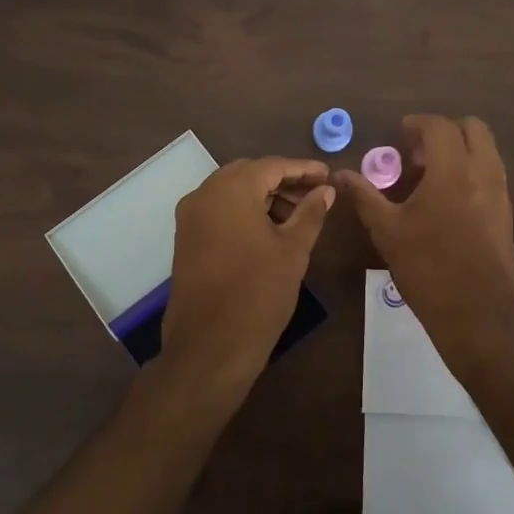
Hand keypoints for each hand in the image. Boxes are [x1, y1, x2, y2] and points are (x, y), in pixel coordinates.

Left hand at [160, 157, 334, 407]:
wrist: (209, 347)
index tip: (328, 175)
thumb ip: (310, 213)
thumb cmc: (257, 294)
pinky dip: (245, 212)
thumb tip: (325, 190)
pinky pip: (219, 211)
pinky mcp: (186, 239)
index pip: (272, 166)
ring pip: (232, 192)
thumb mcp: (293, 250)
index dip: (303, 169)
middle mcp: (204, 194)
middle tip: (315, 194)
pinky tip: (270, 230)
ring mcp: (190, 217)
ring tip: (298, 216)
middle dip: (283, 180)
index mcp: (230, 190)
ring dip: (264, 196)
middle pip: (249, 174)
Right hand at [335, 115, 513, 352]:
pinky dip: (471, 171)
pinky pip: (492, 174)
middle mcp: (483, 174)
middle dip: (445, 131)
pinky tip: (447, 201)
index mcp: (452, 172)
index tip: (400, 135)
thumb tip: (341, 174)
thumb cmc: (428, 270)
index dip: (417, 124)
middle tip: (418, 154)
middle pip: (474, 129)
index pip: (439, 127)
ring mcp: (500, 194)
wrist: (479, 316)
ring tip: (431, 176)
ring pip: (487, 150)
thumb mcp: (388, 232)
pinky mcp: (506, 214)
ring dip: (460, 150)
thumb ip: (365, 197)